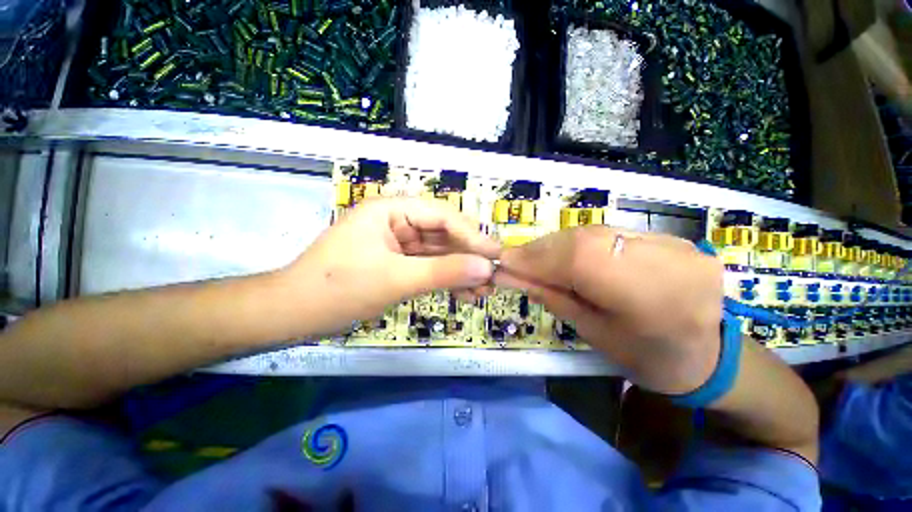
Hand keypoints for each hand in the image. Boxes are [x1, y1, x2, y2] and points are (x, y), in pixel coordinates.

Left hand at [284, 198, 500, 334]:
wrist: (293, 314)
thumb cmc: (339, 289)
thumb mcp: (396, 279)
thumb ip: (444, 272)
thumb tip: (486, 269)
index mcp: (391, 209)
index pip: (442, 216)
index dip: (472, 235)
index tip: (497, 255)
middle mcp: (396, 220)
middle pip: (442, 234)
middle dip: (468, 256)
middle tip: (493, 277)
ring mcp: (396, 243)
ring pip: (437, 252)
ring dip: (459, 270)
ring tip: (483, 291)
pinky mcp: (396, 262)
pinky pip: (427, 266)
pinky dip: (444, 279)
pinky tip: (463, 293)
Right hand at [494, 227, 723, 394]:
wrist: (706, 355)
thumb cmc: (646, 357)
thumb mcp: (592, 332)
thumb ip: (551, 297)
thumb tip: (510, 275)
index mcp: (652, 299)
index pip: (580, 261)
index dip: (536, 258)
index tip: (505, 262)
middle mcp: (668, 261)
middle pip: (586, 240)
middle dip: (542, 249)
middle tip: (515, 260)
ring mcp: (674, 244)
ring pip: (595, 232)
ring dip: (557, 244)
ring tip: (535, 257)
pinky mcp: (669, 238)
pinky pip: (609, 233)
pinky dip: (578, 241)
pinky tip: (564, 253)